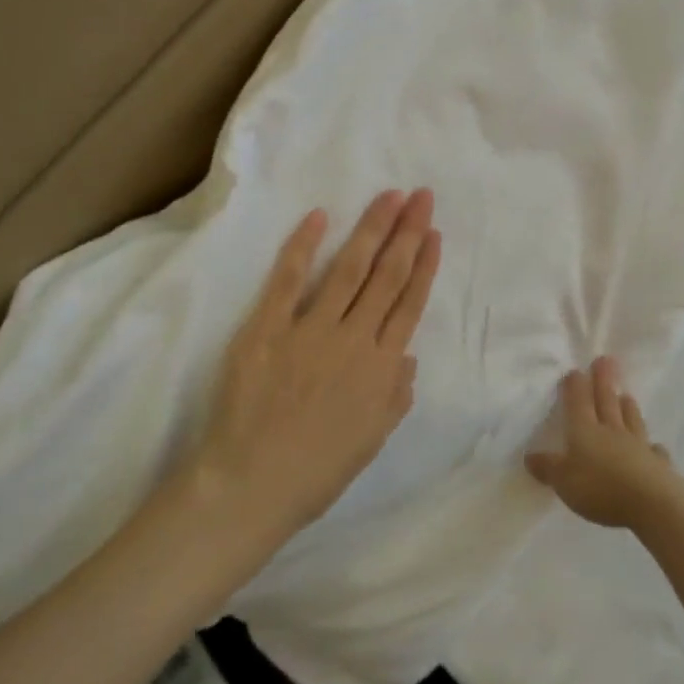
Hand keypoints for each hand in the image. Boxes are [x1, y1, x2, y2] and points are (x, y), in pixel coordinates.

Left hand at [187, 190, 441, 543]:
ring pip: (349, 269)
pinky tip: (319, 216)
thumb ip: (396, 395)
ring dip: (371, 229)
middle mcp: (353, 340)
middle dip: (407, 233)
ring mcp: (309, 330)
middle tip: (421, 196)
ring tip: (389, 196)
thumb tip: (407, 356)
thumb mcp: (372, 440)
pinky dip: (303, 246)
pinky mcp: (266, 329)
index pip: (409, 304)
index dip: (424, 265)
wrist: (249, 487)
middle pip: (387, 276)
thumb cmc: (316, 471)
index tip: (433, 232)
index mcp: (381, 368)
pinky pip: (288, 280)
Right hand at [525, 357, 683, 529]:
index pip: (578, 401)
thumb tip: (529, 456)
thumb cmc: (600, 488)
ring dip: (627, 407)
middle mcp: (612, 431)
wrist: (651, 502)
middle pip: (607, 400)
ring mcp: (638, 445)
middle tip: (605, 360)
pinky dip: (652, 447)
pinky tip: (654, 446)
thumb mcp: (563, 481)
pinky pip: (654, 451)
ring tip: (626, 395)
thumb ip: (548, 468)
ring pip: (631, 419)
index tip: (575, 371)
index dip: (575, 385)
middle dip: (603, 380)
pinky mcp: (658, 464)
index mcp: (585, 430)